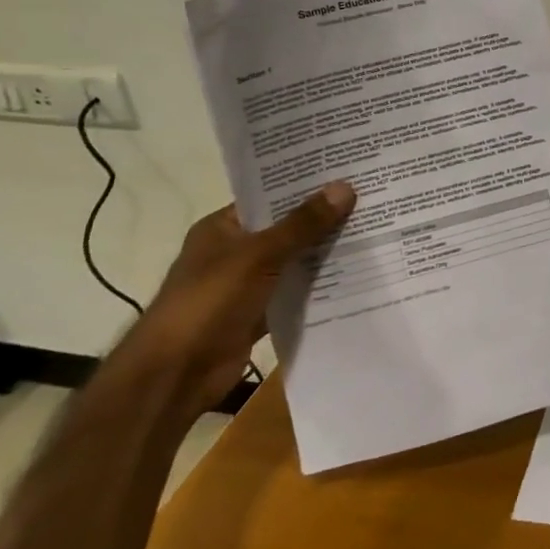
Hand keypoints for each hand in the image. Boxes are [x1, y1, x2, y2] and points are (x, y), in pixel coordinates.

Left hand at [126, 181, 355, 412]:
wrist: (176, 375)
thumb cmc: (209, 302)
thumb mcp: (260, 255)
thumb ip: (303, 224)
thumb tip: (345, 186)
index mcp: (223, 228)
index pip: (269, 197)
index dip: (305, 186)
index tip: (347, 173)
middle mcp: (234, 252)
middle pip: (286, 229)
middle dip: (324, 219)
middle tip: (371, 200)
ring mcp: (246, 285)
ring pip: (294, 262)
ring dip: (325, 254)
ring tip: (373, 233)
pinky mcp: (258, 314)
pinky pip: (295, 294)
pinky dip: (319, 288)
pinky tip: (356, 276)